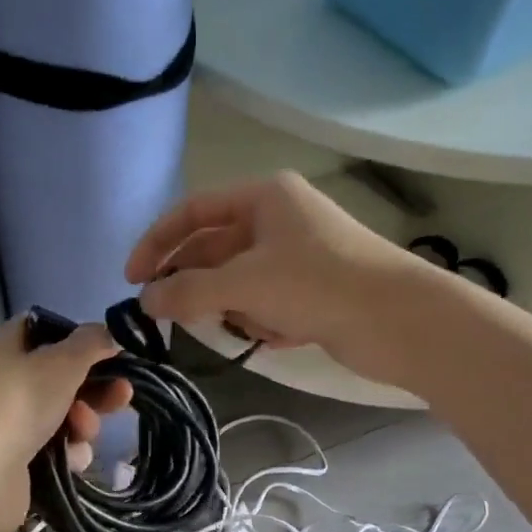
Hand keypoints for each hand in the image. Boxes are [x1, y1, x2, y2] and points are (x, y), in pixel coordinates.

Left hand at [0, 318, 133, 531]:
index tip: (108, 349)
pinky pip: (55, 449)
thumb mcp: (63, 361)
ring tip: (83, 431)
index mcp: (2, 349)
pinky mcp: (16, 460)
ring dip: (84, 423)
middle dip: (94, 388)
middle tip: (122, 395)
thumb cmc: (21, 401)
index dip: (76, 337)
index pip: (41, 330)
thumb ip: (90, 343)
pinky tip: (72, 459)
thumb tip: (106, 335)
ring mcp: (7, 424)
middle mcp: (1, 383)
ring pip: (62, 416)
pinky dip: (68, 452)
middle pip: (59, 377)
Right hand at [125, 171, 424, 375]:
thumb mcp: (244, 283)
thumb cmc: (318, 284)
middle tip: (172, 317)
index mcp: (264, 197)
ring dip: (237, 309)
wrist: (399, 321)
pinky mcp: (312, 291)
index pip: (193, 212)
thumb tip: (144, 302)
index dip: (157, 243)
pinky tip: (286, 334)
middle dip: (197, 286)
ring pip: (238, 283)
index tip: (131, 281)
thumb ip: (188, 290)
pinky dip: (265, 322)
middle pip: (214, 250)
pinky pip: (266, 304)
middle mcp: (278, 220)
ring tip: (256, 325)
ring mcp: (297, 256)